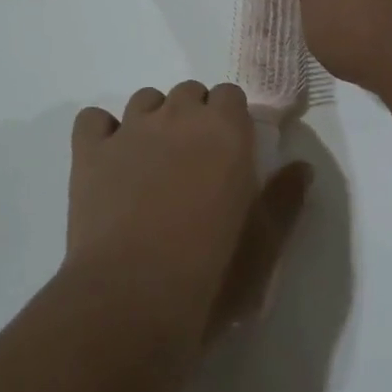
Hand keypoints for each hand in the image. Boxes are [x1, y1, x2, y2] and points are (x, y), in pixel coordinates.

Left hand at [66, 81, 312, 354]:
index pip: (230, 94)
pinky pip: (93, 119)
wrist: (133, 299)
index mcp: (225, 130)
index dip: (231, 119)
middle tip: (195, 160)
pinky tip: (110, 159)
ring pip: (144, 99)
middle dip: (194, 116)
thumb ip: (286, 199)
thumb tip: (302, 167)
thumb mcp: (265, 243)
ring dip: (153, 119)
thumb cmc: (212, 272)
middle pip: (188, 92)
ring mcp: (129, 131)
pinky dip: (102, 132)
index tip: (231, 150)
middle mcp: (177, 117)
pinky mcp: (89, 153)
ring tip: (153, 161)